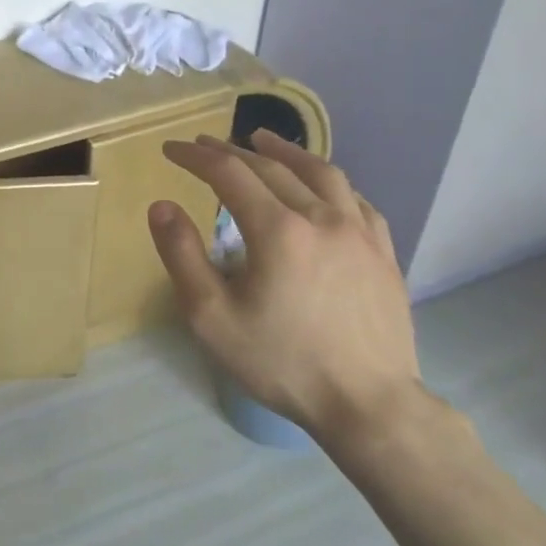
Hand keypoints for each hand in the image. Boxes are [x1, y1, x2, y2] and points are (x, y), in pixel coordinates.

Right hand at [148, 130, 420, 448]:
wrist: (369, 405)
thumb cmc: (281, 362)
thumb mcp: (211, 316)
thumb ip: (182, 255)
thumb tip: (161, 205)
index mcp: (277, 230)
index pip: (228, 173)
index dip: (195, 156)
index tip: (171, 150)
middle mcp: (321, 217)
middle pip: (271, 167)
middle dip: (231, 151)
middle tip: (205, 146)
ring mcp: (359, 233)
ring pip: (321, 173)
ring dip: (285, 152)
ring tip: (263, 140)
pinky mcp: (384, 253)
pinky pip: (356, 200)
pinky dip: (328, 182)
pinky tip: (322, 187)